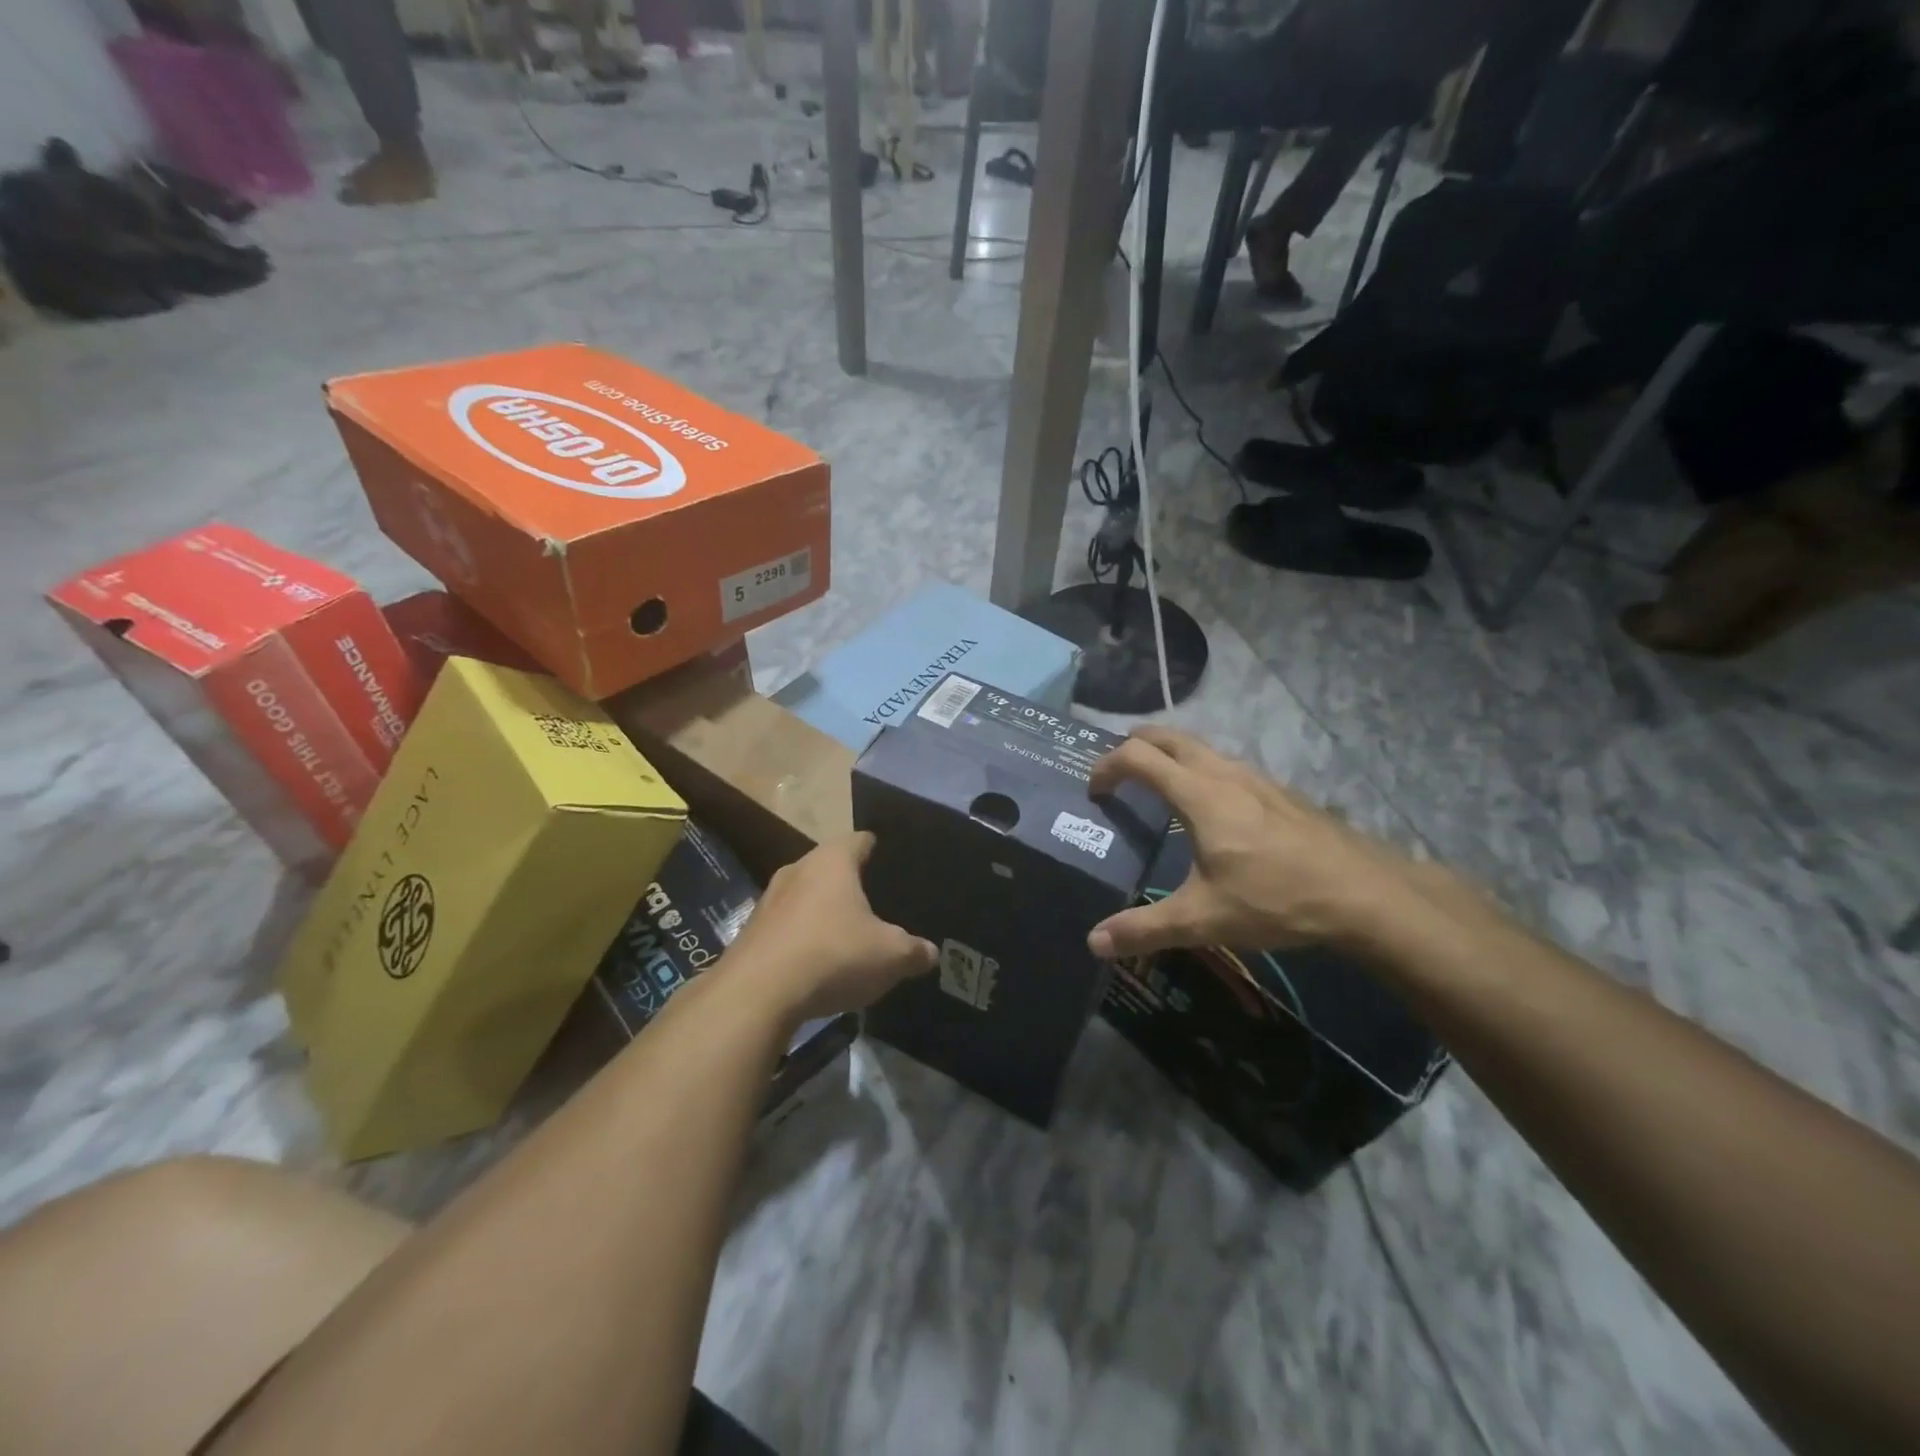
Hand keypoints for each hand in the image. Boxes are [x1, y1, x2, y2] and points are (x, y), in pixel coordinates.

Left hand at [725, 833, 936, 1024]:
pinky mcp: (751, 930)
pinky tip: (816, 962)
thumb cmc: (833, 955)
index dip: (878, 850)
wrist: (756, 994)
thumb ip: (915, 951)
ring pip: (806, 896)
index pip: (861, 840)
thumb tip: (930, 953)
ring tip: (847, 935)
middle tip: (876, 906)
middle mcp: (798, 868)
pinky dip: (802, 937)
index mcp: (833, 861)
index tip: (892, 865)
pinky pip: (787, 925)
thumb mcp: (890, 956)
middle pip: (831, 867)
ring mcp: (769, 898)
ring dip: (823, 912)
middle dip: (851, 884)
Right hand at [1086, 726, 1438, 960]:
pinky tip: (1210, 812)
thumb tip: (1094, 942)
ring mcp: (1256, 778)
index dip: (1107, 766)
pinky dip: (1199, 770)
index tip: (1094, 792)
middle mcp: (1224, 774)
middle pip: (1168, 736)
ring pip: (1200, 747)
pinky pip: (1225, 765)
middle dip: (1134, 745)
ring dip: (1169, 756)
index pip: (1138, 757)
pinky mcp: (1278, 792)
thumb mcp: (1204, 919)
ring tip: (1156, 789)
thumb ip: (1145, 929)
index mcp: (1198, 794)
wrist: (1363, 894)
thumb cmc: (1276, 898)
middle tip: (1116, 774)